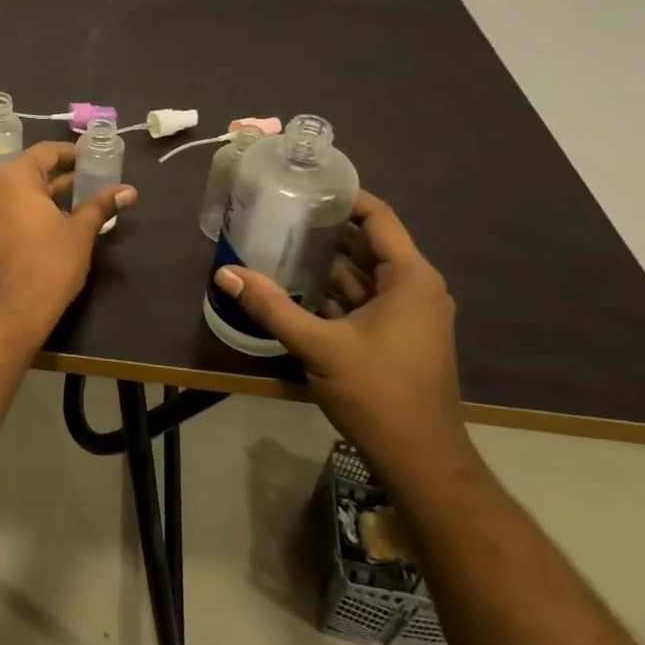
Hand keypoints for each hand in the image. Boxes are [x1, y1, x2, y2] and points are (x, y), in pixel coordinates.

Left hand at [0, 141, 136, 335]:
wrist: (2, 316)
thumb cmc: (47, 267)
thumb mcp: (80, 234)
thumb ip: (100, 206)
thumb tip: (128, 191)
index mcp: (11, 177)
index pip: (45, 152)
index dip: (71, 155)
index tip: (90, 161)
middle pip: (23, 173)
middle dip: (53, 180)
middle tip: (82, 189)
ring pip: (5, 197)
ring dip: (31, 200)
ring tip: (60, 214)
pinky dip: (11, 220)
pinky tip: (30, 237)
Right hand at [213, 191, 471, 484]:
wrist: (420, 459)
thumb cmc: (378, 393)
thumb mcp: (318, 346)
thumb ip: (271, 307)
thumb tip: (225, 273)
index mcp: (411, 279)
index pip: (379, 218)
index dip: (346, 198)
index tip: (306, 184)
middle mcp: (416, 290)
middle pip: (367, 245)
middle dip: (325, 230)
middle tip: (279, 213)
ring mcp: (408, 316)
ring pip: (362, 276)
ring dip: (324, 264)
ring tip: (278, 244)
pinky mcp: (396, 337)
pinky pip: (362, 301)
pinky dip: (332, 293)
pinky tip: (293, 289)